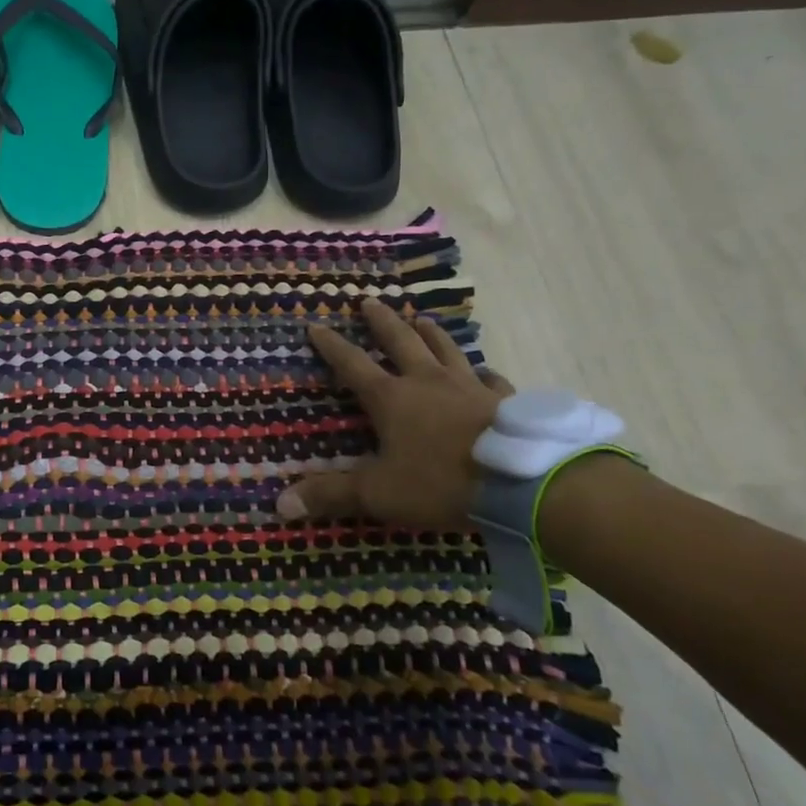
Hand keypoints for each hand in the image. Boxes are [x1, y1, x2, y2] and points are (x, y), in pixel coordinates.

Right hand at [275, 298, 513, 529]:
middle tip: (369, 302)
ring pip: (445, 350)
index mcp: (391, 398)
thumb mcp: (379, 493)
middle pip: (400, 342)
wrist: (524, 483)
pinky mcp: (505, 401)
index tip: (316, 326)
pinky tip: (484, 372)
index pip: (352, 364)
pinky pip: (491, 379)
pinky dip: (482, 373)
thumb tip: (281, 503)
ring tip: (422, 319)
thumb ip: (331, 495)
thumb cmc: (442, 483)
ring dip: (431, 334)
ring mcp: (469, 387)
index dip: (331, 346)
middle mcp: (427, 382)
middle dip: (381, 322)